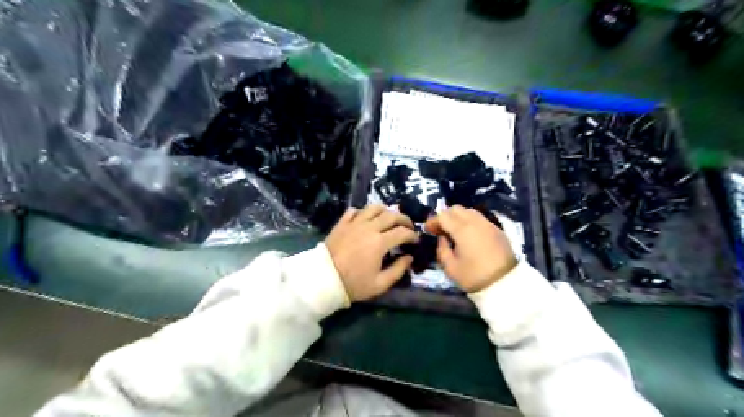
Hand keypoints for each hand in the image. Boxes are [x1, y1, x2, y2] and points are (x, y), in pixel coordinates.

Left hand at [326, 204, 416, 299]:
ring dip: (386, 211)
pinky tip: (366, 219)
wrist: (323, 280)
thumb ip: (398, 270)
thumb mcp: (380, 284)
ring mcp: (354, 223)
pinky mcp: (342, 223)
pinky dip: (364, 212)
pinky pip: (355, 210)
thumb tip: (409, 258)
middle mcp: (369, 227)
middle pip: (391, 215)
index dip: (412, 235)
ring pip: (374, 208)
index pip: (402, 232)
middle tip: (408, 227)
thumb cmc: (353, 284)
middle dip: (404, 220)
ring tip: (389, 219)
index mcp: (380, 242)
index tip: (416, 241)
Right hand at [428, 206, 515, 292]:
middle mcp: (475, 222)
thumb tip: (442, 238)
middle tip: (440, 229)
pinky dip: (470, 221)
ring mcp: (488, 224)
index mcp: (462, 230)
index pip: (443, 216)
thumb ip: (442, 249)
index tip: (428, 230)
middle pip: (456, 208)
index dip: (433, 221)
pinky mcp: (497, 230)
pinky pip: (480, 218)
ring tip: (454, 231)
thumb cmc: (474, 276)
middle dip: (445, 216)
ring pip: (469, 211)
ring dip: (458, 217)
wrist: (505, 284)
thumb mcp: (450, 268)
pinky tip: (468, 235)